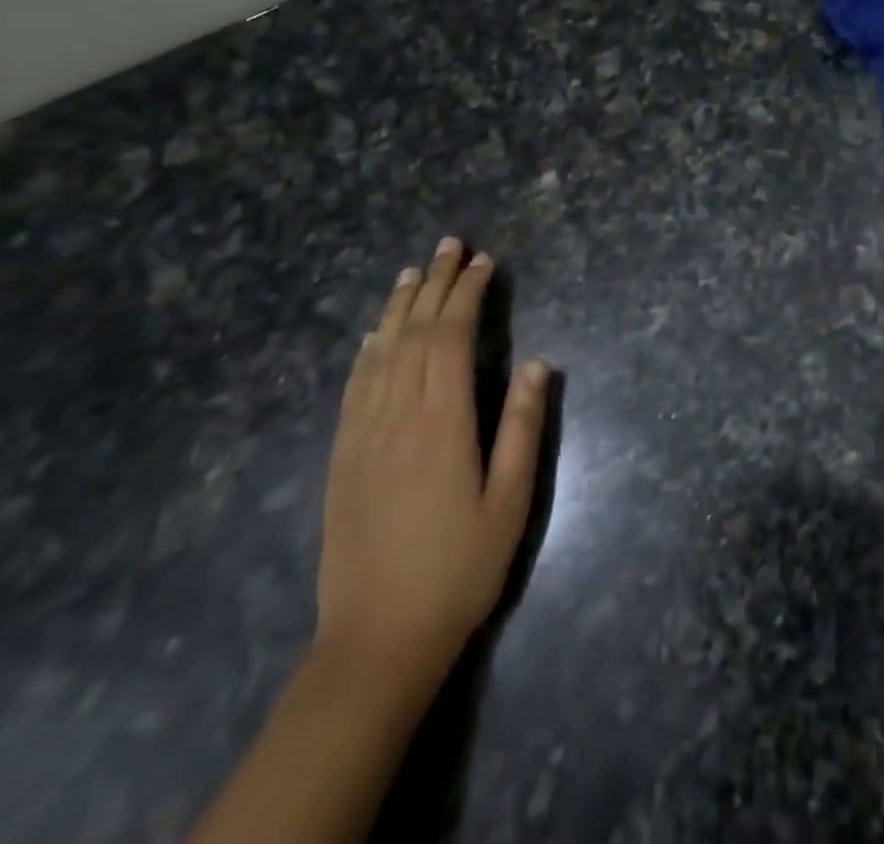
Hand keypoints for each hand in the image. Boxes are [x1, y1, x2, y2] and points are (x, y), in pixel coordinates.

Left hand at [315, 240, 549, 695]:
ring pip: (380, 351)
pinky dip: (367, 350)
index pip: (453, 338)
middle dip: (436, 284)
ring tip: (414, 270)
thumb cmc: (458, 569)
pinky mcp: (342, 456)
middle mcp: (399, 415)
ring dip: (399, 306)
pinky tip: (375, 334)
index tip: (484, 263)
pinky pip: (354, 386)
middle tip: (452, 244)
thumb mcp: (511, 503)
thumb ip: (524, 428)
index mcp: (443, 422)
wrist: (377, 639)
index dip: (468, 294)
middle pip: (415, 333)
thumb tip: (541, 364)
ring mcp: (363, 434)